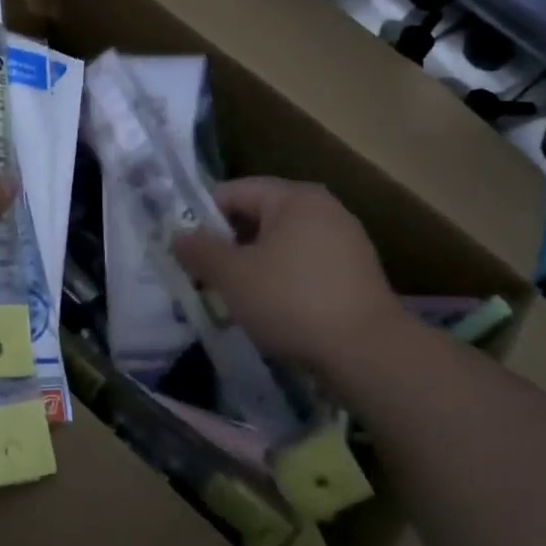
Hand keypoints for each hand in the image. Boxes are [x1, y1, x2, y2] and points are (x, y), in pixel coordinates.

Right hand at [173, 177, 408, 378]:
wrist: (368, 353)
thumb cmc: (292, 301)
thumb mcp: (233, 276)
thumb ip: (200, 251)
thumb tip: (178, 235)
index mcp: (294, 197)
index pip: (235, 192)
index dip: (203, 218)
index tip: (187, 252)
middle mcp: (324, 209)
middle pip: (259, 216)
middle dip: (229, 245)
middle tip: (205, 277)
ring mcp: (346, 241)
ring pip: (282, 244)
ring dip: (254, 266)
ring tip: (234, 298)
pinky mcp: (356, 274)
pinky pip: (305, 266)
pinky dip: (282, 281)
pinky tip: (272, 310)